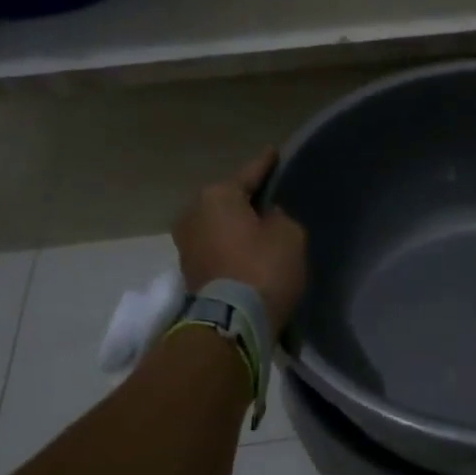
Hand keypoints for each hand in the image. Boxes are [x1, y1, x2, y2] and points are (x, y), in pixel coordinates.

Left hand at [174, 149, 307, 332]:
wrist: (234, 322)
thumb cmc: (264, 268)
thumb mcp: (289, 234)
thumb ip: (280, 218)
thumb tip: (266, 219)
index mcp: (217, 195)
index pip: (249, 174)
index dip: (266, 164)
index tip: (274, 152)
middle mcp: (193, 213)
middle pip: (227, 200)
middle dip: (246, 200)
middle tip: (269, 197)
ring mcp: (186, 244)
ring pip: (219, 226)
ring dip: (236, 227)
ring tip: (259, 226)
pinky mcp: (190, 272)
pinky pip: (216, 248)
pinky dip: (231, 247)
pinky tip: (247, 250)